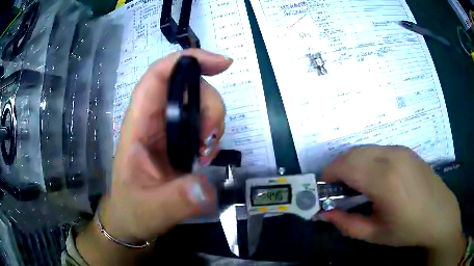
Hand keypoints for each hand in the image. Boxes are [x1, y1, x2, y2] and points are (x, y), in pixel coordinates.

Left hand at [100, 49, 231, 241]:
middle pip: (186, 87)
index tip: (222, 64)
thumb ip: (176, 201)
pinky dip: (212, 135)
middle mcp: (153, 121)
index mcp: (138, 126)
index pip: (157, 77)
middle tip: (210, 139)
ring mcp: (168, 131)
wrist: (131, 219)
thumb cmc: (132, 210)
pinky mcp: (179, 142)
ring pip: (197, 104)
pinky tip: (206, 157)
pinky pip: (201, 124)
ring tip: (206, 154)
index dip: (186, 61)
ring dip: (212, 121)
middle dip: (208, 104)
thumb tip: (206, 188)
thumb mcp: (151, 210)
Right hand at [321, 145, 465, 263]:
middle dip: (338, 168)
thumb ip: (347, 224)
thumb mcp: (375, 234)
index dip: (329, 175)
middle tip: (338, 189)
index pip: (346, 166)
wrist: (440, 214)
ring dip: (352, 163)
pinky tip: (374, 177)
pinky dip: (367, 159)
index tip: (325, 189)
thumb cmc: (409, 229)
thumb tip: (325, 214)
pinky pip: (378, 148)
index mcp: (384, 180)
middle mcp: (392, 157)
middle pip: (352, 153)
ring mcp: (400, 150)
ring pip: (365, 148)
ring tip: (355, 184)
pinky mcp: (406, 149)